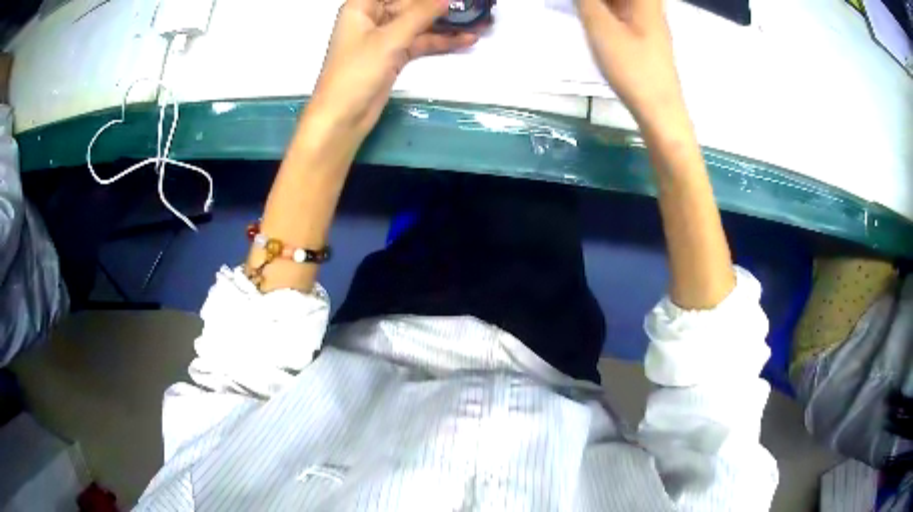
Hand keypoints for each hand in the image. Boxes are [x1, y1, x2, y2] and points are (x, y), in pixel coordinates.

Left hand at [307, 0, 481, 143]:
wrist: (343, 117)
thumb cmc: (357, 72)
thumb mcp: (390, 38)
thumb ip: (420, 14)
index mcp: (362, 6)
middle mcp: (373, 17)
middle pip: (410, 4)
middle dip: (439, 5)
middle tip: (472, 5)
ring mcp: (384, 38)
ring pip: (419, 23)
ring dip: (446, 23)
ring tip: (479, 21)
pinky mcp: (394, 55)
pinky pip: (420, 42)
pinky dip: (440, 41)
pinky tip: (466, 40)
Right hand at [577, 0, 683, 124]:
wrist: (659, 109)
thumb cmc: (633, 67)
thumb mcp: (601, 28)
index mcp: (645, 0)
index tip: (586, 2)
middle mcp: (650, 6)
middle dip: (599, 1)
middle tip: (583, 6)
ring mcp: (649, 21)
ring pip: (623, 2)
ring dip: (602, 4)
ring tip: (584, 8)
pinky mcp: (644, 35)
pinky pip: (624, 10)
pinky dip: (606, 7)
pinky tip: (593, 12)